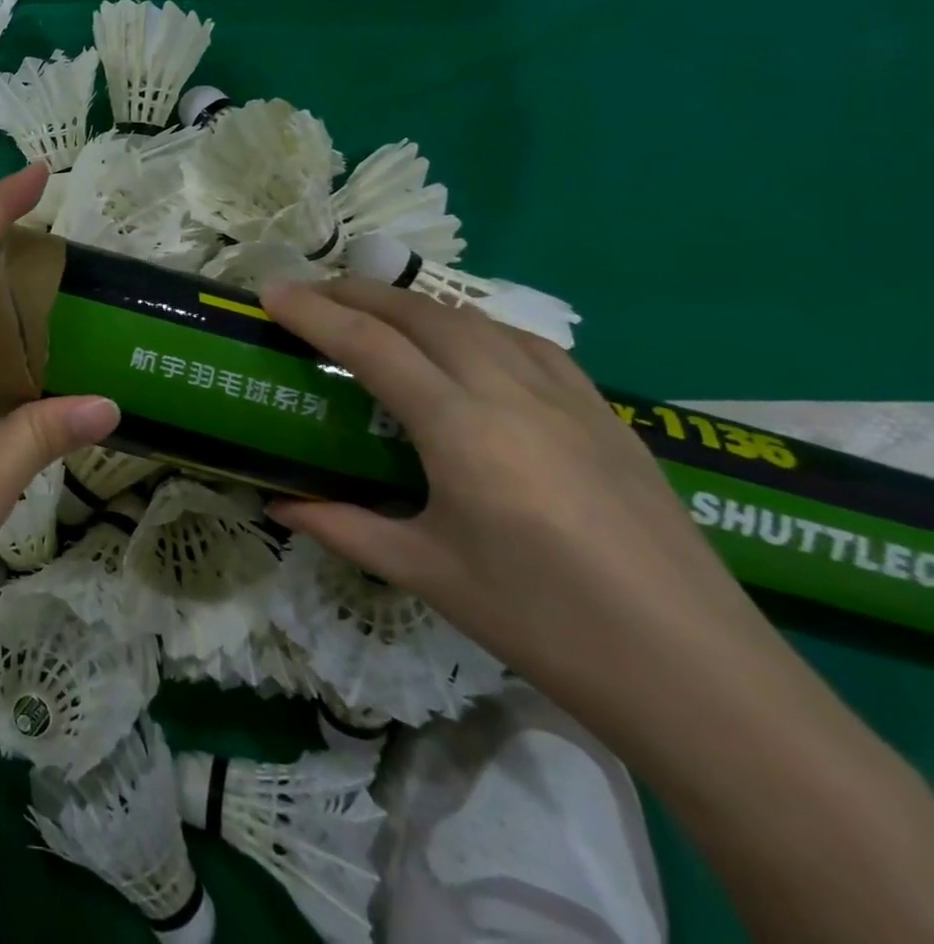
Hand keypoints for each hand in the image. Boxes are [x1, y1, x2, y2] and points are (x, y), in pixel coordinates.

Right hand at [256, 278, 771, 715]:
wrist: (701, 678)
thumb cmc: (545, 624)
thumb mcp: (427, 573)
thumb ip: (343, 526)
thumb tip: (278, 504)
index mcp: (461, 429)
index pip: (369, 346)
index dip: (313, 313)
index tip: (269, 292)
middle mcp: (511, 393)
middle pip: (422, 314)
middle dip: (357, 293)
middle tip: (310, 295)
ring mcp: (568, 398)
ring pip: (477, 319)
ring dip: (415, 304)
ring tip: (375, 312)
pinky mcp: (607, 415)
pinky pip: (528, 343)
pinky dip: (475, 326)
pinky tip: (466, 346)